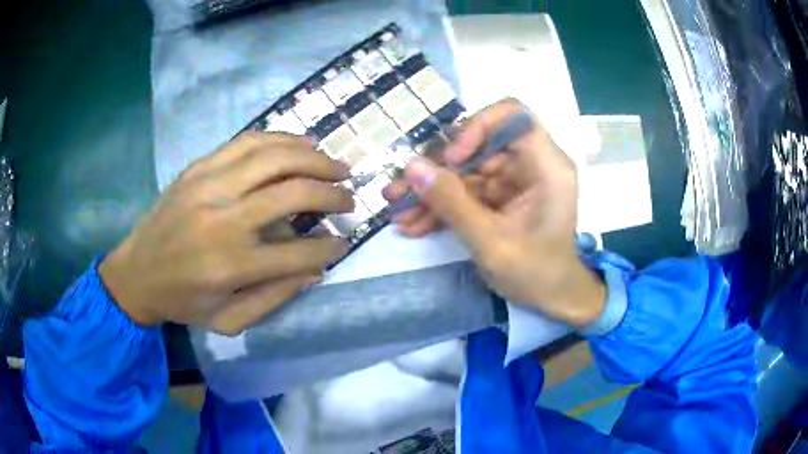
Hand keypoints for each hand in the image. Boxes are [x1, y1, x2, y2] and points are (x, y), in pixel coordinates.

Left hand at [100, 132, 353, 334]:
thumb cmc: (183, 302)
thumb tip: (314, 268)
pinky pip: (247, 142)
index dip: (330, 247)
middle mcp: (223, 219)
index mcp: (231, 265)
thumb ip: (274, 297)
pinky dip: (282, 139)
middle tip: (349, 198)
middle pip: (293, 192)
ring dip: (315, 159)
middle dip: (332, 194)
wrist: (136, 273)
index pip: (300, 252)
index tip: (345, 242)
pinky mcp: (198, 167)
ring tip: (336, 166)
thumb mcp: (229, 321)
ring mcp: (208, 185)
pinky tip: (303, 144)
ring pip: (274, 157)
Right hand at [383, 100, 604, 326]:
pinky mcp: (500, 197)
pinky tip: (413, 224)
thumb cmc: (535, 274)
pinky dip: (441, 207)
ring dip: (431, 191)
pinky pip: (466, 192)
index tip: (453, 158)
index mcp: (546, 166)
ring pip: (465, 171)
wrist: (552, 299)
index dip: (478, 127)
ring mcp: (513, 181)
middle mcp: (530, 165)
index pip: (513, 116)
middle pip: (478, 146)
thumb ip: (452, 203)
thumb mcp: (491, 242)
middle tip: (400, 190)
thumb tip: (411, 167)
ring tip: (397, 211)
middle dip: (437, 170)